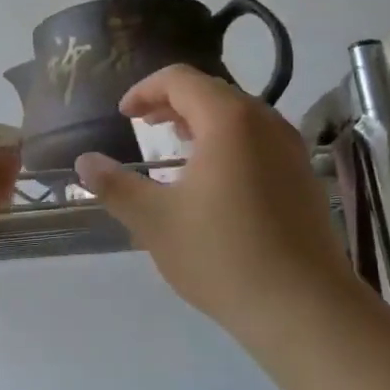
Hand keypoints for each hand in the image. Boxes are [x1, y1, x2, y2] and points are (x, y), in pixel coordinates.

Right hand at [73, 65, 348, 342]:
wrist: (306, 310)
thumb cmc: (223, 256)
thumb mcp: (156, 221)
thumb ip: (116, 186)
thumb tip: (83, 162)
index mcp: (229, 120)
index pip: (180, 79)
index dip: (146, 90)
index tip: (124, 115)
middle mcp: (266, 121)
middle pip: (212, 91)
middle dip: (172, 102)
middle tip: (144, 124)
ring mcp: (291, 148)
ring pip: (239, 115)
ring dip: (201, 121)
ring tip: (176, 145)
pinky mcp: (304, 176)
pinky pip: (259, 138)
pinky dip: (228, 140)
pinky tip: (215, 178)